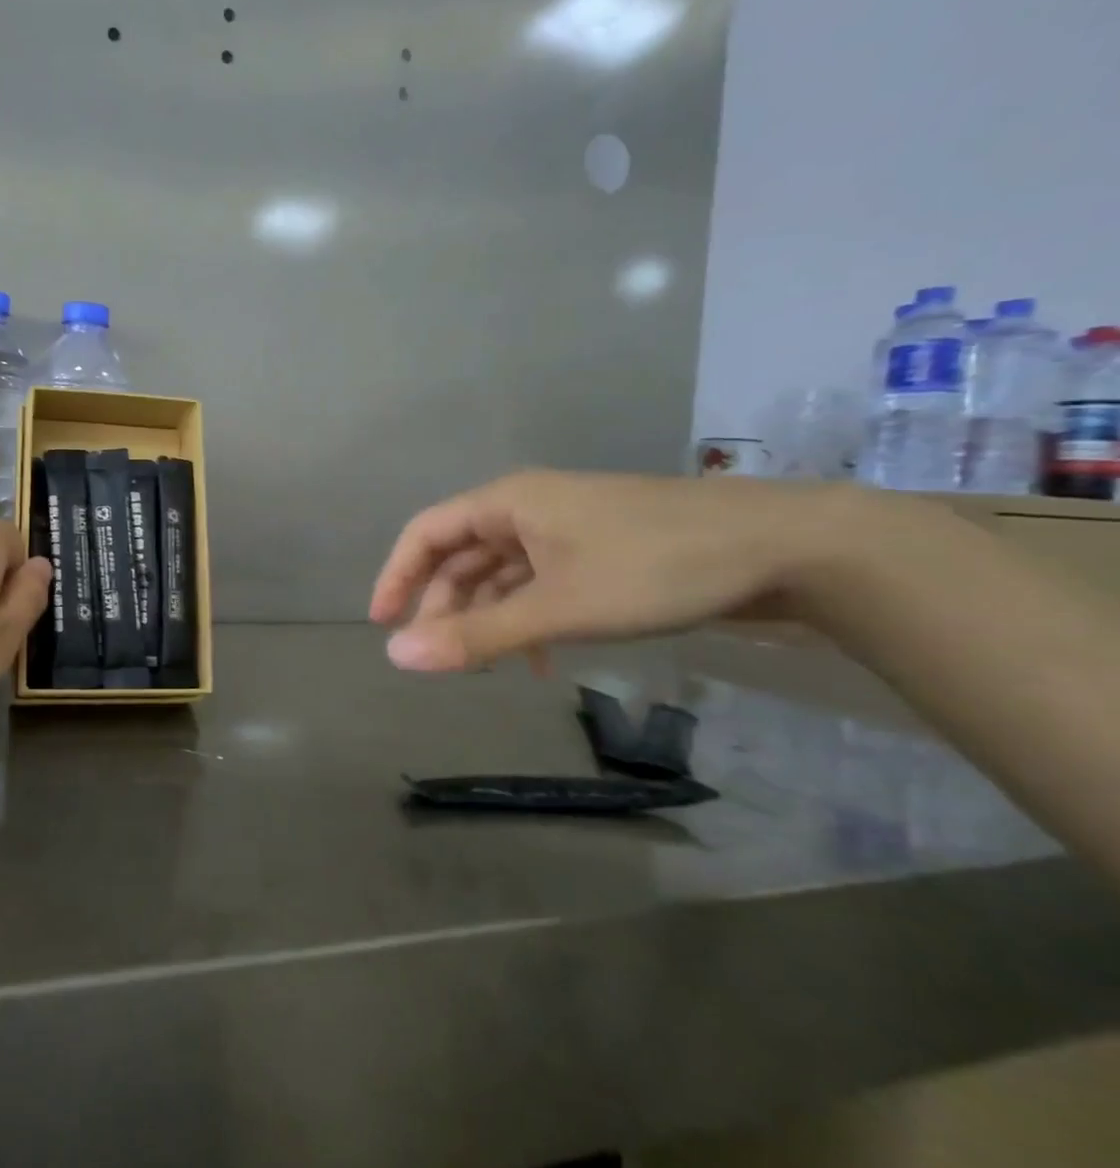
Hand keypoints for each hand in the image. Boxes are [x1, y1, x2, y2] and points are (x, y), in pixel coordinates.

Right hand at [369, 471, 872, 671]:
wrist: (786, 547)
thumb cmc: (655, 568)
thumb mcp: (558, 608)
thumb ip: (476, 635)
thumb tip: (395, 657)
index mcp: (508, 503)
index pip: (425, 532)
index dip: (396, 576)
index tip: (382, 624)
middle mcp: (529, 508)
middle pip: (461, 554)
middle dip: (443, 605)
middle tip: (439, 657)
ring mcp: (567, 528)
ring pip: (502, 572)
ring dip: (486, 616)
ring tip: (486, 665)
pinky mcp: (599, 549)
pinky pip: (540, 582)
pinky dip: (527, 617)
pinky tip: (542, 659)